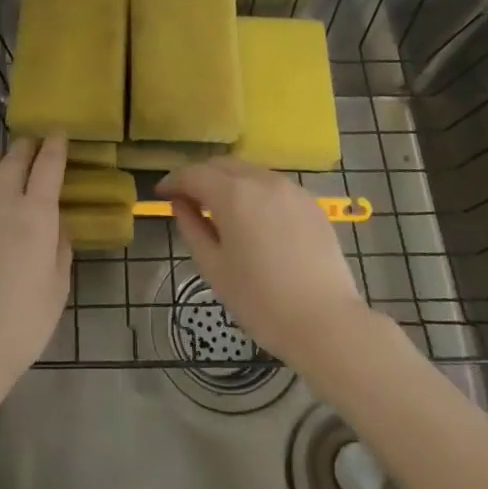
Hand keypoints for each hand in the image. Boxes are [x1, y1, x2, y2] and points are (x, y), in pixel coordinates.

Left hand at [0, 136, 71, 409]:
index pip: (47, 165)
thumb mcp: (57, 285)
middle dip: (25, 146)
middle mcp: (0, 204)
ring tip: (1, 154)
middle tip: (32, 141)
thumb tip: (56, 225)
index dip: (54, 145)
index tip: (58, 133)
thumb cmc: (23, 322)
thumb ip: (59, 247)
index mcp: (35, 214)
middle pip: (13, 161)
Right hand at [158, 158, 371, 370]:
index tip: (161, 194)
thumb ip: (192, 228)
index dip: (173, 181)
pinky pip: (273, 186)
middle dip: (200, 177)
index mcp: (233, 194)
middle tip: (187, 200)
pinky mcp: (310, 203)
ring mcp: (291, 189)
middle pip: (222, 165)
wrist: (326, 323)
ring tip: (219, 209)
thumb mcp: (214, 268)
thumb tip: (181, 204)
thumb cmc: (260, 301)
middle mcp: (262, 180)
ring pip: (249, 172)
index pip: (194, 174)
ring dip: (228, 182)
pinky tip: (253, 218)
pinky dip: (254, 192)